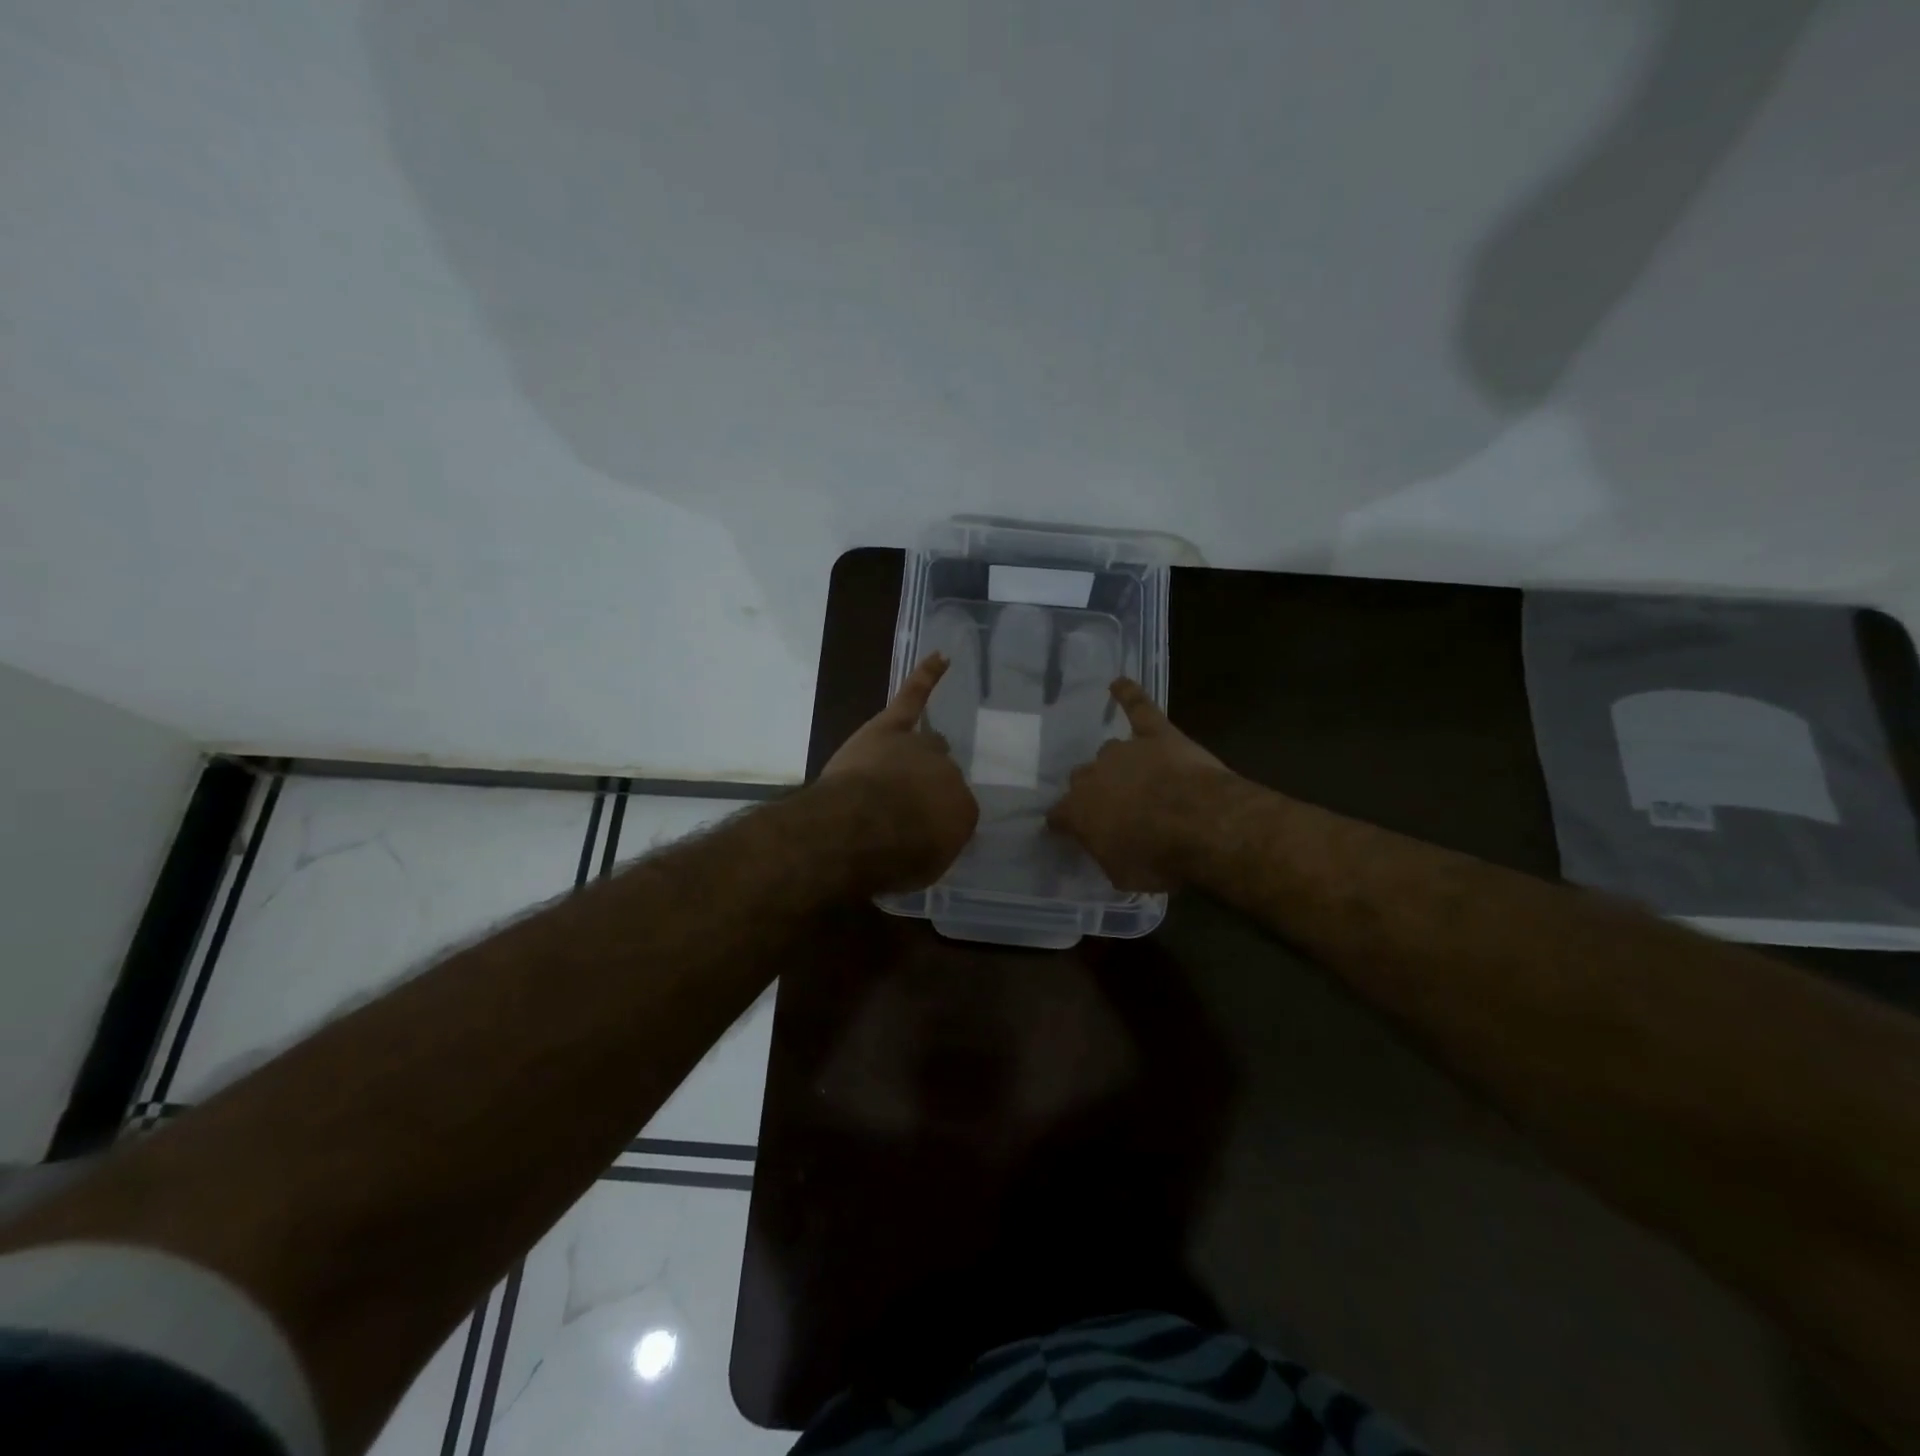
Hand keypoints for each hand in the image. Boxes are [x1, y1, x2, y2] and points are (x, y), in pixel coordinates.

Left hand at [820, 653, 979, 892]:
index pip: (956, 809)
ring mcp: (919, 746)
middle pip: (942, 773)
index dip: (935, 819)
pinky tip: (941, 658)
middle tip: (904, 804)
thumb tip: (930, 835)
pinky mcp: (891, 726)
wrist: (858, 829)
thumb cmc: (893, 858)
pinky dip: (926, 677)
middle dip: (926, 786)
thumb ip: (934, 846)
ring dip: (916, 755)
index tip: (918, 831)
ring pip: (926, 743)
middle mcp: (949, 772)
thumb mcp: (924, 868)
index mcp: (963, 809)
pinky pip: (913, 697)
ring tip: (900, 769)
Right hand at [1047, 678, 1236, 891]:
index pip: (1058, 815)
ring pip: (1109, 752)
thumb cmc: (1157, 858)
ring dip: (1118, 765)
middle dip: (1095, 792)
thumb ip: (1107, 856)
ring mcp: (1124, 750)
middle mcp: (1092, 775)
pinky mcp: (1156, 733)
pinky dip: (1128, 694)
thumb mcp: (1122, 875)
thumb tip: (1106, 849)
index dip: (1065, 824)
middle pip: (1083, 779)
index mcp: (1077, 811)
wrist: (1199, 824)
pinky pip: (1138, 707)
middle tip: (1116, 809)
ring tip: (1135, 777)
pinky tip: (1119, 682)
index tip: (1070, 832)